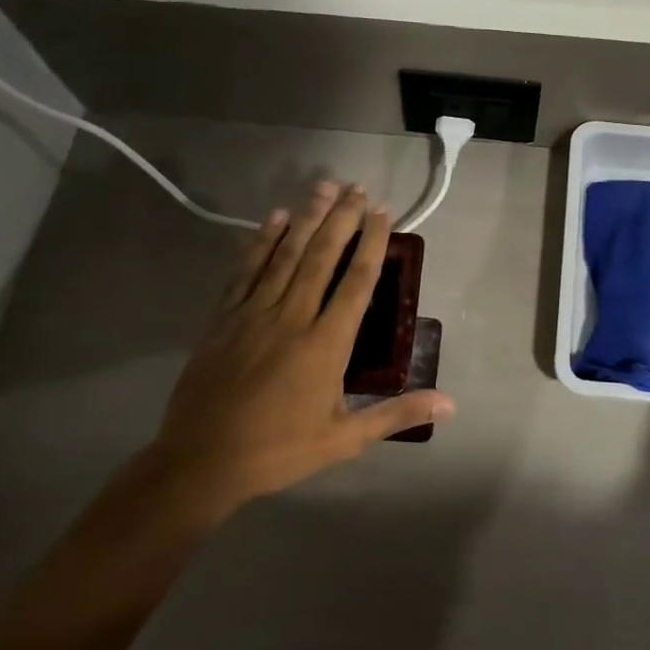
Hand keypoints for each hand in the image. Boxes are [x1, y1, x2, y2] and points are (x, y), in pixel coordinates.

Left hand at [144, 182, 454, 525]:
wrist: (200, 463)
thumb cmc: (278, 451)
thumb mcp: (344, 440)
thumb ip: (396, 414)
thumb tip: (449, 403)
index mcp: (326, 344)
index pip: (356, 281)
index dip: (371, 243)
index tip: (382, 213)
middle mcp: (293, 317)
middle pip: (322, 256)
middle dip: (342, 218)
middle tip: (357, 187)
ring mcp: (254, 313)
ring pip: (286, 255)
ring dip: (307, 218)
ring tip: (324, 187)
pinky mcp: (224, 318)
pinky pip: (246, 270)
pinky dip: (261, 241)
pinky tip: (274, 218)